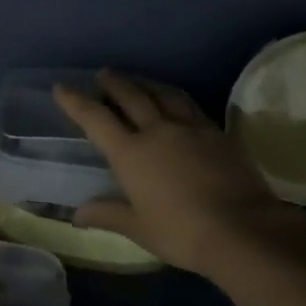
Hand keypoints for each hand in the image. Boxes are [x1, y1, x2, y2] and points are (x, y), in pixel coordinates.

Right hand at [54, 71, 293, 277]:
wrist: (242, 229)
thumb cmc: (180, 232)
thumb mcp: (137, 228)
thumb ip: (107, 214)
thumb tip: (77, 214)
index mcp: (130, 153)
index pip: (96, 119)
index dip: (76, 102)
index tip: (62, 87)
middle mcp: (158, 131)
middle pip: (132, 96)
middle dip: (114, 83)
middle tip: (103, 74)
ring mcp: (192, 129)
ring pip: (165, 95)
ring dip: (147, 84)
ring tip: (138, 81)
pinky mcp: (219, 134)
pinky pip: (192, 106)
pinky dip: (176, 99)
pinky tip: (177, 103)